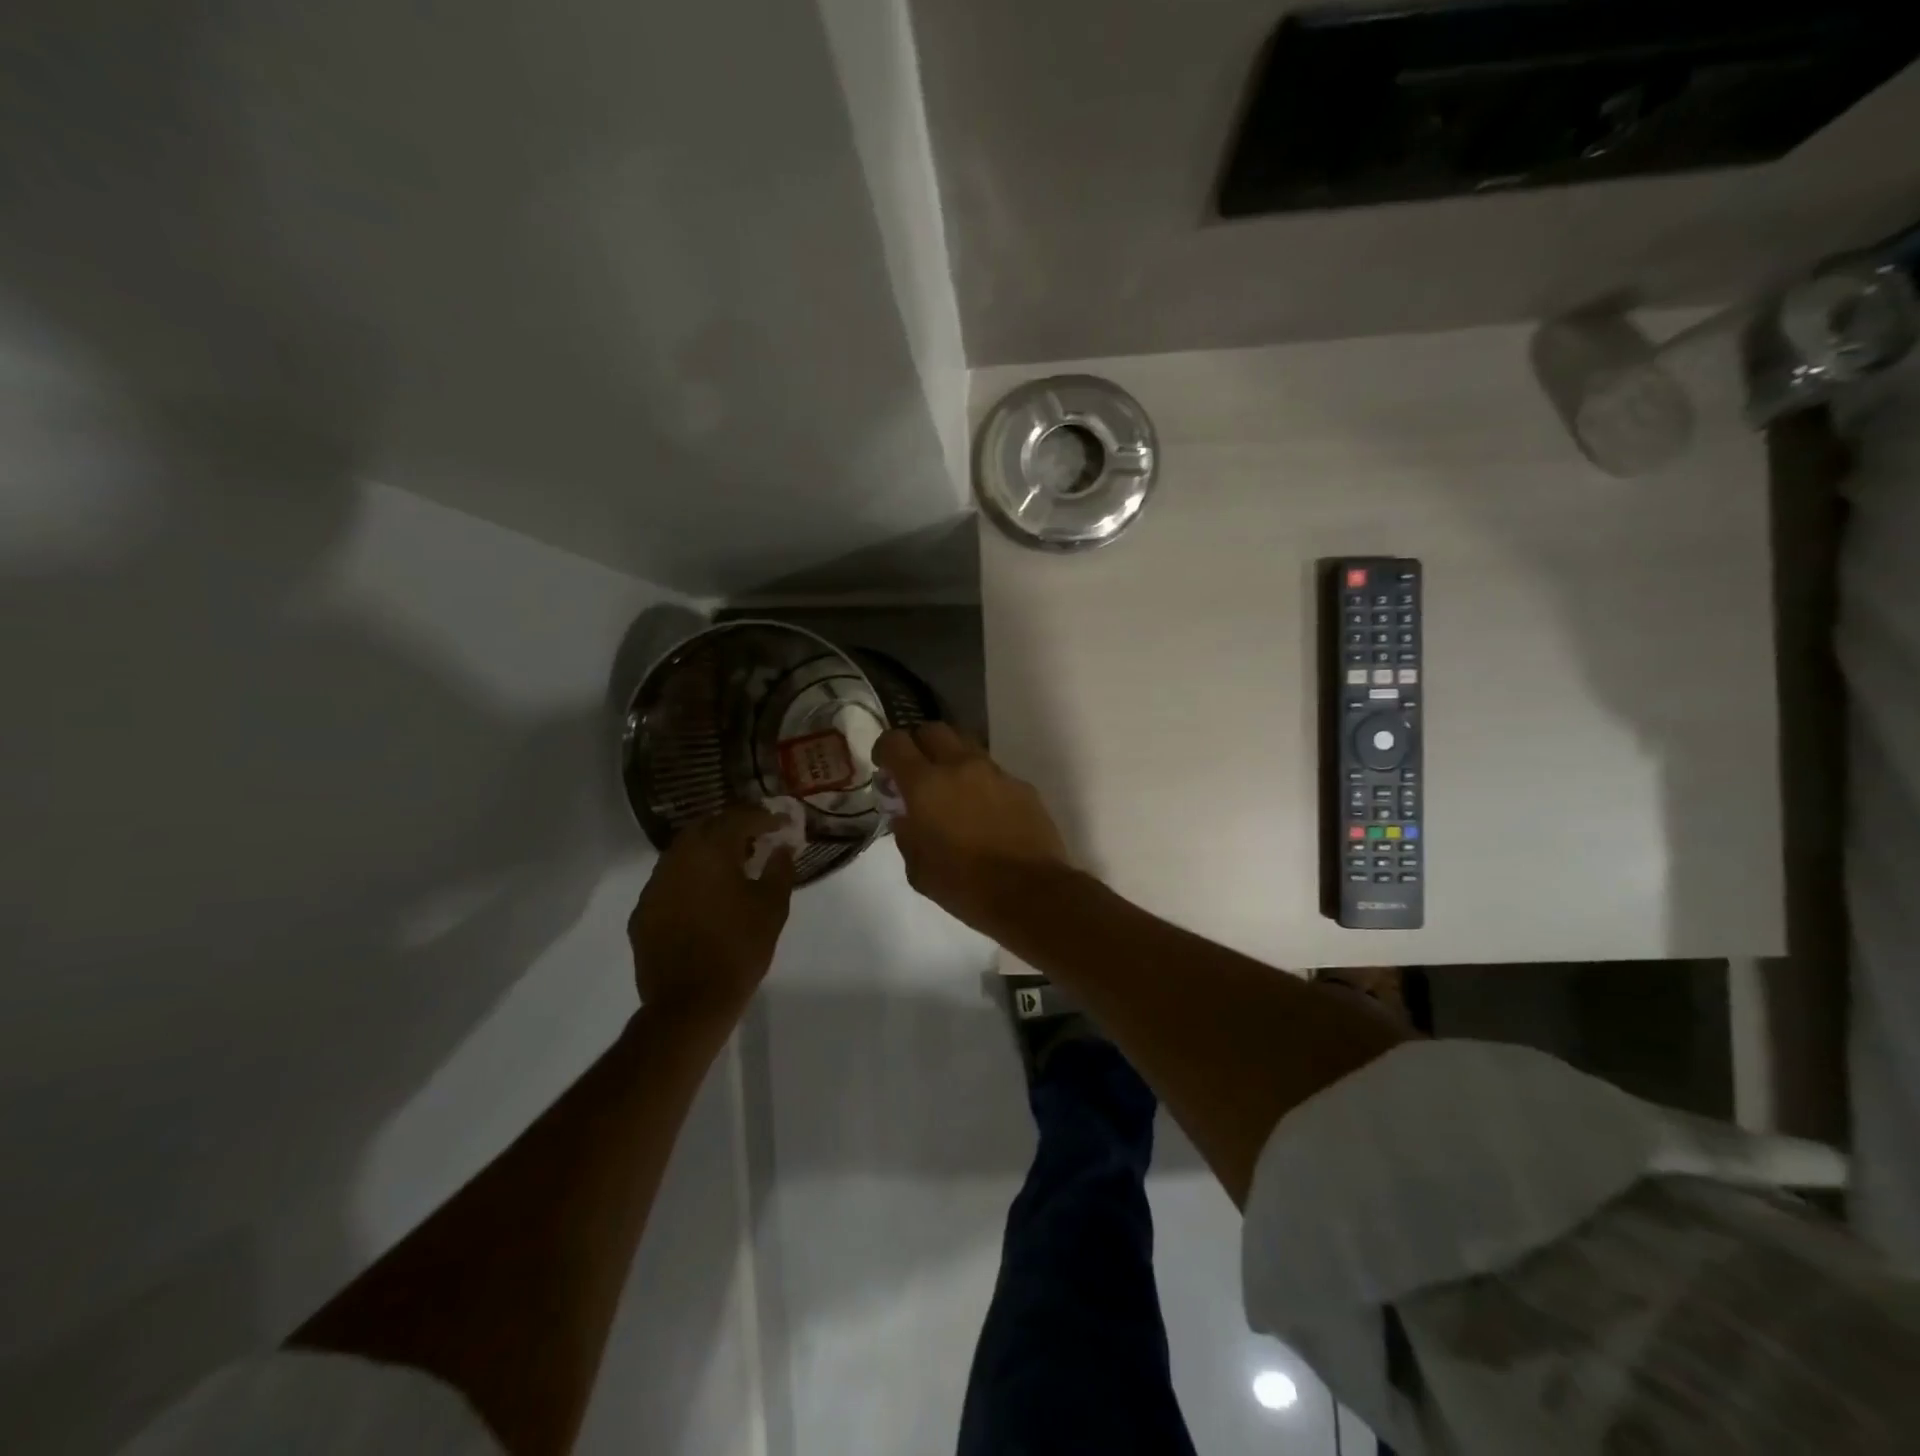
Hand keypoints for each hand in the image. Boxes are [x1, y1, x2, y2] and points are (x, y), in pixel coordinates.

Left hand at [629, 806, 794, 1031]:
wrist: (690, 1002)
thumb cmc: (739, 949)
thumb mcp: (772, 908)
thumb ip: (780, 869)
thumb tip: (782, 847)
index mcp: (712, 851)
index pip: (739, 818)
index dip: (763, 816)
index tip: (781, 822)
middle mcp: (678, 858)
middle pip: (705, 826)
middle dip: (731, 826)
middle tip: (755, 836)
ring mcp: (655, 885)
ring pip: (683, 852)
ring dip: (708, 850)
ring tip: (731, 864)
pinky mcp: (643, 911)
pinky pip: (669, 880)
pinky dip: (690, 877)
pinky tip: (705, 895)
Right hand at [873, 724, 1073, 933]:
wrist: (1031, 892)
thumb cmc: (965, 885)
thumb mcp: (918, 870)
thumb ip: (907, 834)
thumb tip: (906, 817)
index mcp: (925, 784)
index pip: (895, 742)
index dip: (884, 748)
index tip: (883, 765)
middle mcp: (960, 766)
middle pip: (933, 730)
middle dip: (919, 744)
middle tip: (916, 771)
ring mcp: (995, 772)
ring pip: (966, 746)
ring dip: (952, 759)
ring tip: (951, 789)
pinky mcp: (1022, 786)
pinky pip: (993, 772)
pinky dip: (981, 782)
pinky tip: (984, 811)